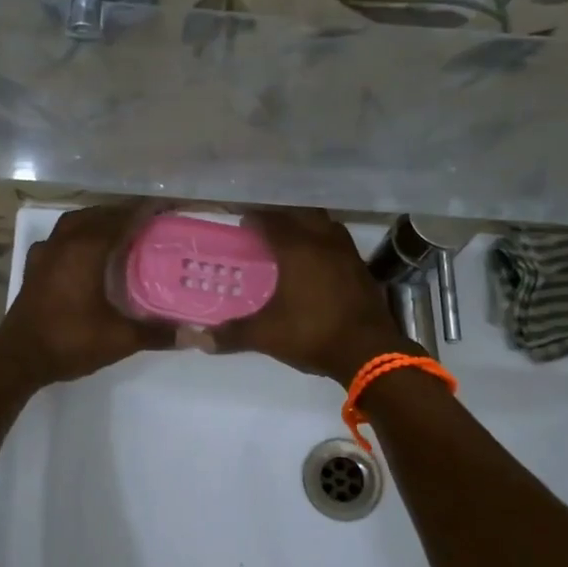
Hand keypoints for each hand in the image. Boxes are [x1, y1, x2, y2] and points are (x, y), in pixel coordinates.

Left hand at [0, 205, 173, 389]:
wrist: (19, 358)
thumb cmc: (69, 341)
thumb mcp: (119, 339)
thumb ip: (157, 333)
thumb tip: (195, 335)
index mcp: (87, 251)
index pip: (121, 219)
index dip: (145, 211)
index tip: (167, 207)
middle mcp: (65, 243)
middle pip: (98, 215)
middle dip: (124, 213)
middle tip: (149, 220)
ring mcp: (45, 253)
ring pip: (75, 222)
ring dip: (98, 219)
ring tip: (119, 228)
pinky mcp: (34, 267)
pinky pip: (59, 238)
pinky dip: (76, 235)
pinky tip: (83, 250)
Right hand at [214, 208, 405, 383]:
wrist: (368, 351)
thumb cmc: (312, 334)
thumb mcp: (266, 335)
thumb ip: (232, 334)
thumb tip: (198, 340)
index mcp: (297, 249)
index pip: (271, 221)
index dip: (255, 219)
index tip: (242, 223)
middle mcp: (323, 242)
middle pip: (300, 215)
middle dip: (282, 217)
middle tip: (265, 229)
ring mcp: (347, 253)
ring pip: (325, 225)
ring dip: (307, 226)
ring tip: (293, 240)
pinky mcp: (362, 268)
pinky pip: (339, 243)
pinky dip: (325, 243)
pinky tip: (318, 262)